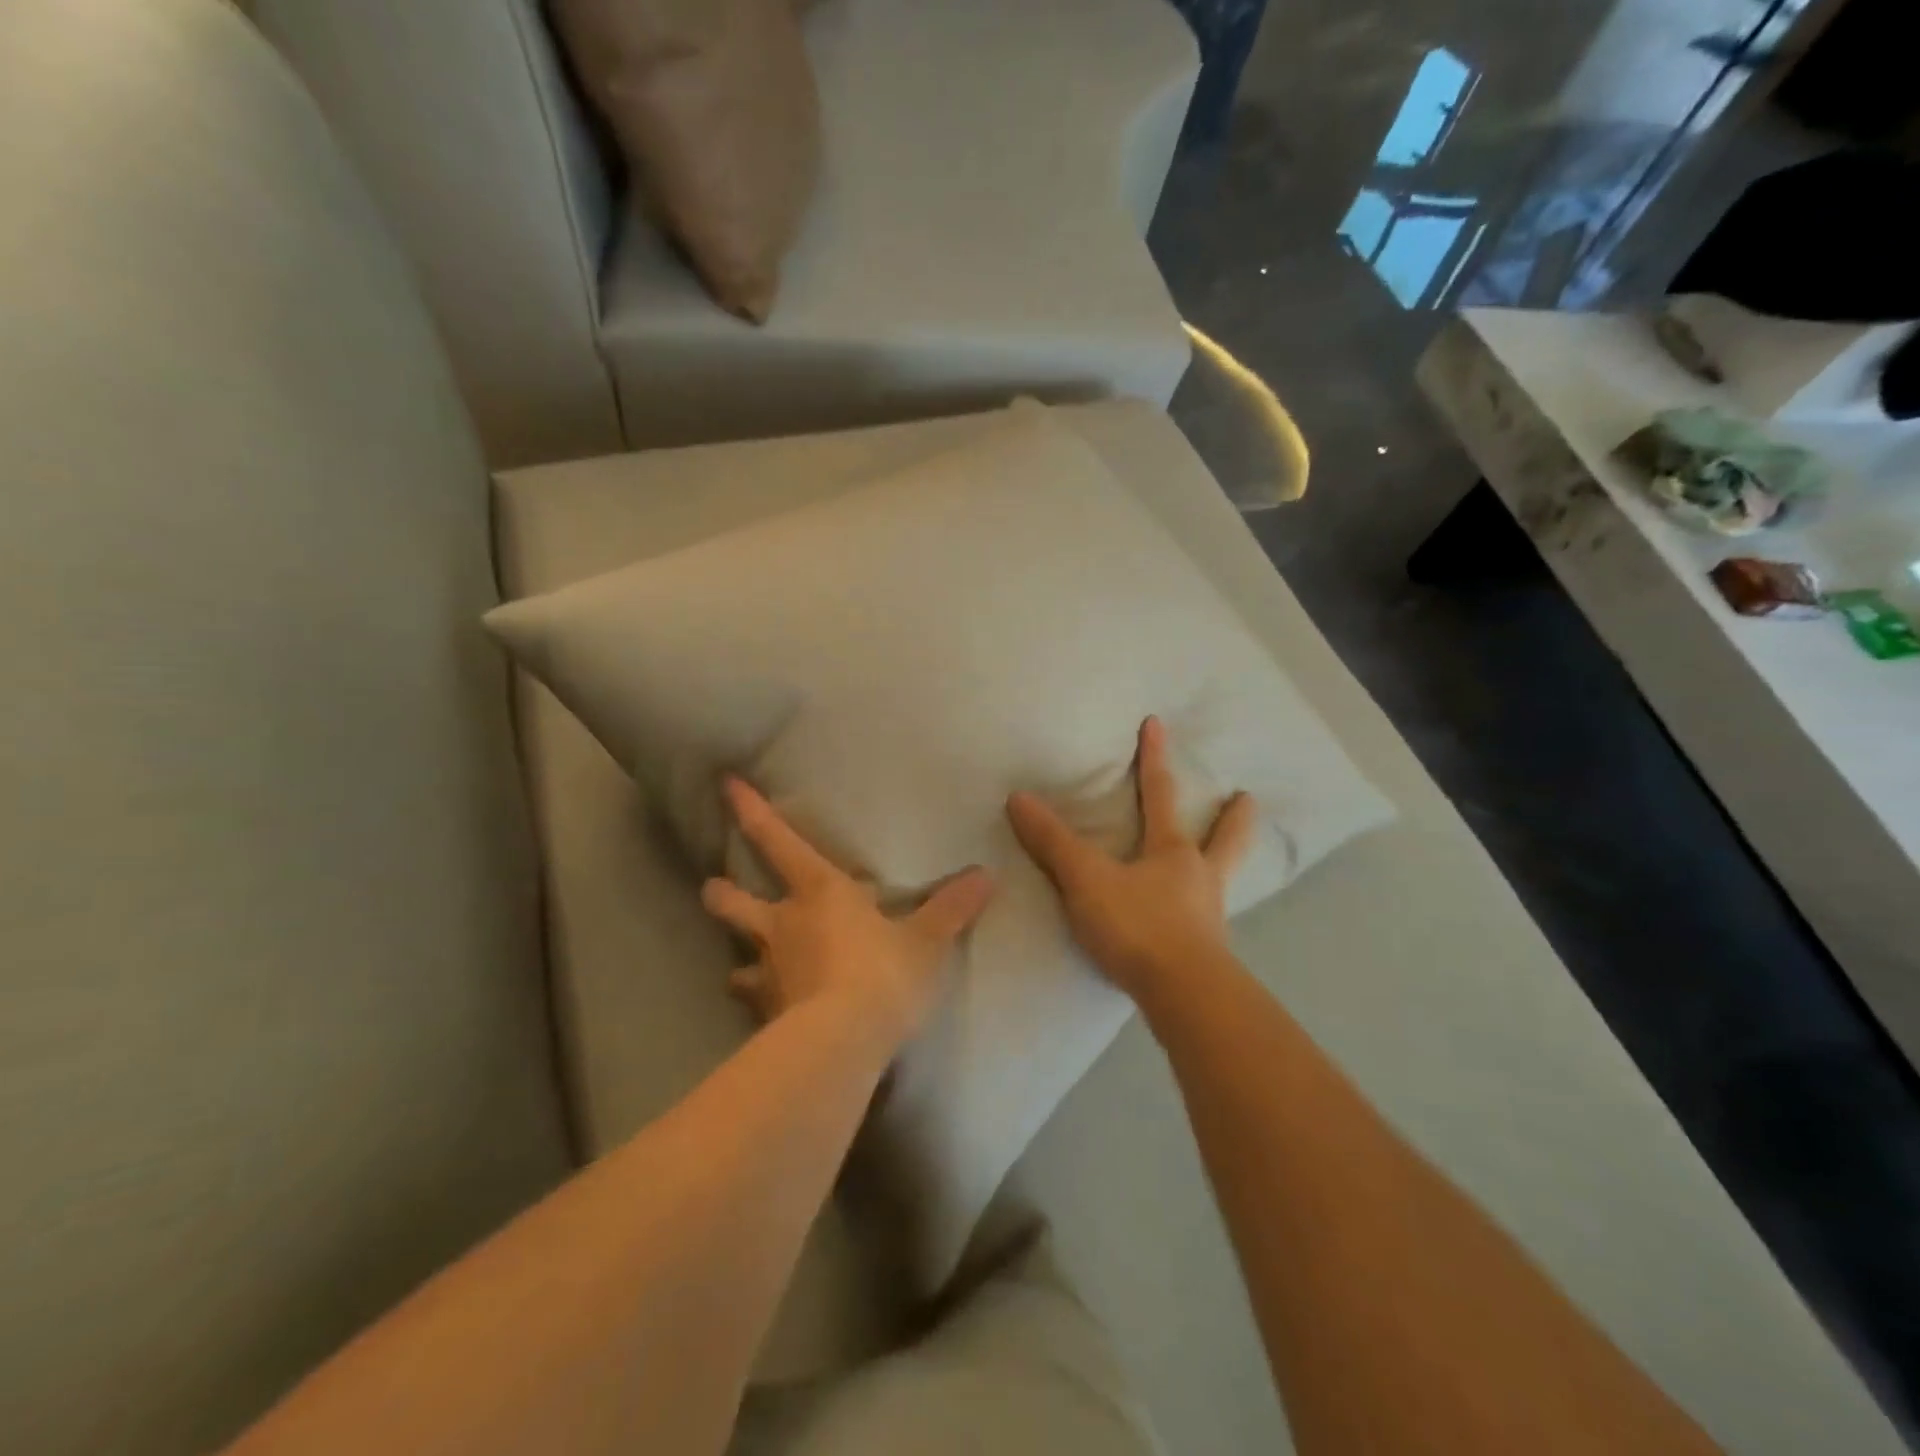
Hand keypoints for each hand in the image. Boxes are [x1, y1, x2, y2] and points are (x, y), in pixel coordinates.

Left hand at [701, 778, 994, 1055]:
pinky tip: (769, 1013)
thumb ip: (953, 908)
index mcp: (820, 891)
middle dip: (721, 892)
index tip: (726, 785)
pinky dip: (759, 1004)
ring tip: (742, 968)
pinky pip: (755, 1004)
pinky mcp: (766, 1015)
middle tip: (714, 888)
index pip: (778, 841)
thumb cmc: (885, 974)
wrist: (844, 1043)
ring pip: (736, 958)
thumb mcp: (928, 940)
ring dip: (739, 959)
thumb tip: (987, 875)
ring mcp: (769, 971)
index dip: (751, 811)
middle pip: (734, 900)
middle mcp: (783, 924)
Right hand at [1006, 716, 1256, 1004]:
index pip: (1161, 794)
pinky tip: (1198, 920)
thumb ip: (1053, 842)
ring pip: (1223, 879)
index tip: (1156, 724)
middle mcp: (1199, 878)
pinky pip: (1208, 920)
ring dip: (1227, 861)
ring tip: (1225, 859)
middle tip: (1248, 798)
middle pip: (1224, 839)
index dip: (1154, 758)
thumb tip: (1019, 798)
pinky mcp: (1207, 953)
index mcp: (1172, 852)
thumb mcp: (1086, 881)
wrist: (1184, 997)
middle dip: (1232, 818)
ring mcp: (1209, 916)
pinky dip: (1206, 909)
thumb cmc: (1138, 926)